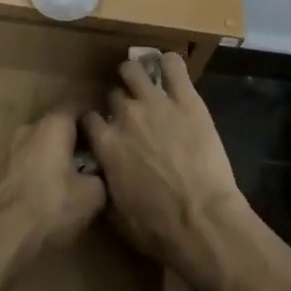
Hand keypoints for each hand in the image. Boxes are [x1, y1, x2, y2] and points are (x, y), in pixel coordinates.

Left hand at [0, 107, 107, 260]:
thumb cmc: (50, 207)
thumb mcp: (93, 195)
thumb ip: (101, 175)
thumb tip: (99, 174)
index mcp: (53, 124)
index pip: (78, 105)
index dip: (94, 116)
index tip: (108, 130)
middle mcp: (29, 128)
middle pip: (58, 126)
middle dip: (76, 140)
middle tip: (95, 159)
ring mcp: (9, 150)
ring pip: (41, 146)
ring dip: (56, 157)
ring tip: (74, 180)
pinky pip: (27, 164)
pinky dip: (40, 172)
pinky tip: (50, 194)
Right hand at [80, 55, 251, 285]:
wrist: (202, 220)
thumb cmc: (158, 228)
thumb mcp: (117, 216)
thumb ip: (104, 186)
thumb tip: (100, 176)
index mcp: (106, 144)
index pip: (88, 118)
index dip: (93, 122)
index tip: (100, 128)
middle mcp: (126, 116)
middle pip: (113, 95)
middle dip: (118, 103)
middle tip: (130, 113)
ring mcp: (156, 103)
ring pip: (134, 70)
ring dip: (135, 75)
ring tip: (144, 81)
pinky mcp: (187, 99)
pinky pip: (174, 66)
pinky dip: (170, 63)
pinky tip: (170, 68)